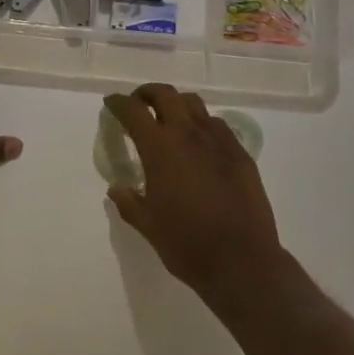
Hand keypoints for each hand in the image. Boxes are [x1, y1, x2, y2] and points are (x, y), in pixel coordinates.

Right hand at [103, 84, 281, 297]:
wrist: (242, 260)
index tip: (111, 103)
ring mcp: (219, 141)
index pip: (134, 111)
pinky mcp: (241, 154)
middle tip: (138, 104)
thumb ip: (129, 202)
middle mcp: (189, 134)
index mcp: (160, 148)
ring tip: (169, 120)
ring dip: (176, 105)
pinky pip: (217, 125)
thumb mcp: (147, 225)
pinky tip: (200, 144)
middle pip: (166, 95)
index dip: (119, 103)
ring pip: (194, 105)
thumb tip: (117, 188)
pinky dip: (202, 125)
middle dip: (148, 94)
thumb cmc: (186, 243)